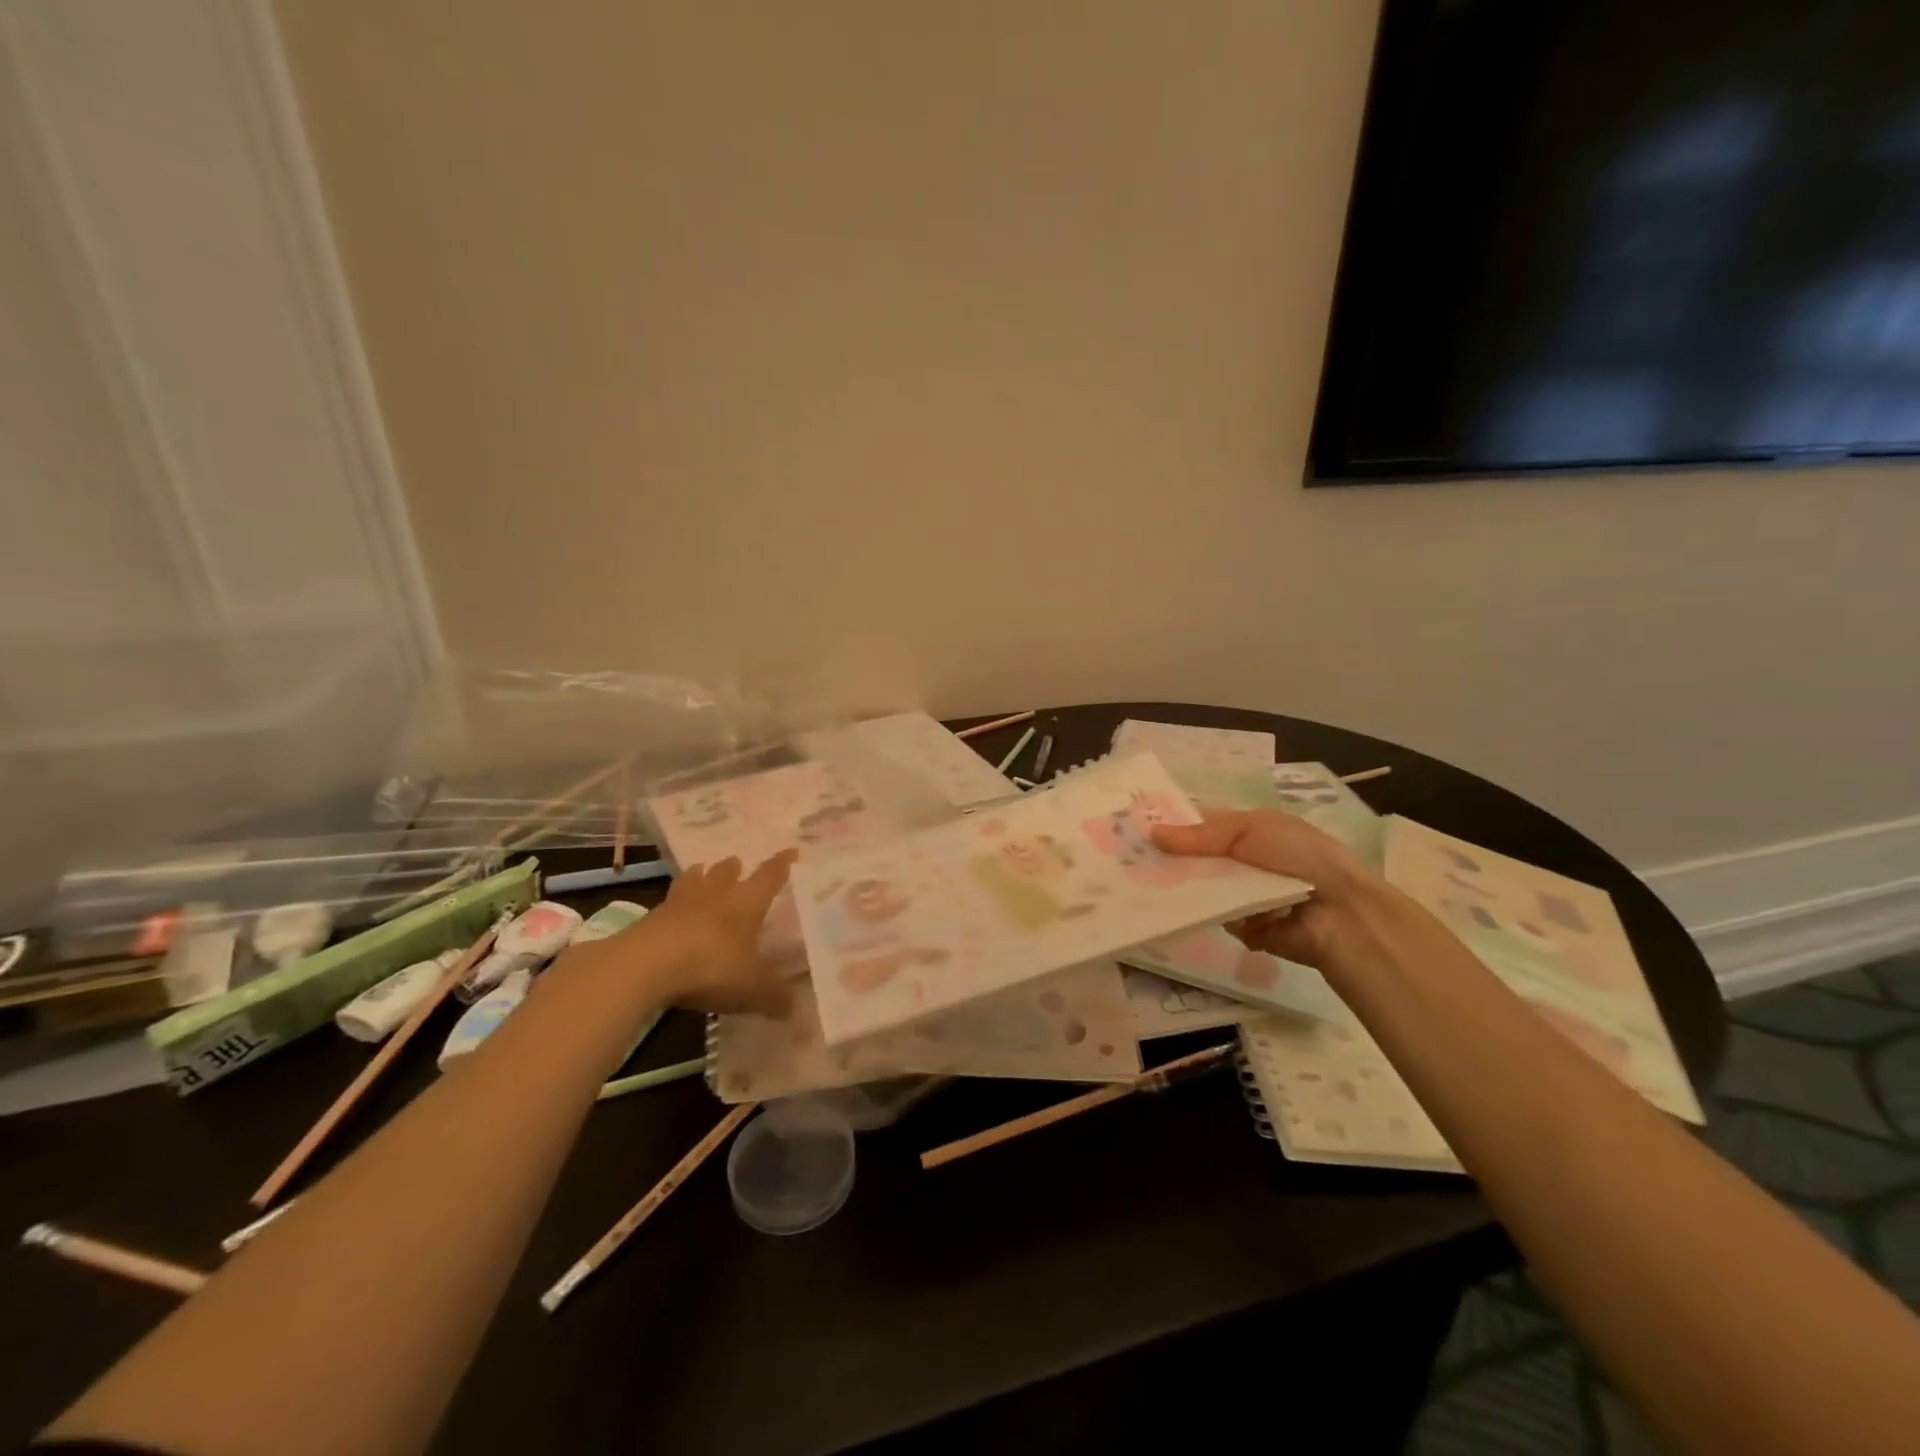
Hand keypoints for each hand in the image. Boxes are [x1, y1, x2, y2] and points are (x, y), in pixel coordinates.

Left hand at [622, 851, 797, 1014]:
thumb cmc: (712, 966)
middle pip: (726, 872)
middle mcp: (716, 894)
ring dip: (700, 876)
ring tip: (702, 874)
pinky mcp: (650, 918)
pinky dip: (675, 905)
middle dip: (734, 868)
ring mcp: (680, 903)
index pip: (770, 876)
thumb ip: (774, 996)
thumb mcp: (752, 988)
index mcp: (747, 902)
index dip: (782, 864)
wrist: (645, 965)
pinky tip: (674, 914)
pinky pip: (668, 904)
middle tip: (737, 865)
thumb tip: (792, 1008)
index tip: (791, 851)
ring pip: (694, 880)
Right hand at [1151, 809, 1404, 974]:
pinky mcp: (1244, 927)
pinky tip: (1197, 913)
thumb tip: (1152, 833)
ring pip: (1200, 891)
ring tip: (1152, 889)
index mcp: (1244, 832)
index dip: (1170, 828)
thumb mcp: (1251, 830)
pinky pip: (1215, 918)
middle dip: (1170, 862)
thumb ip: (1201, 835)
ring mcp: (1241, 896)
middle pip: (1194, 860)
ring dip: (1187, 891)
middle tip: (1132, 864)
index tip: (1136, 832)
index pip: (1198, 827)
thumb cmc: (1299, 857)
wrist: (1341, 912)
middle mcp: (1240, 862)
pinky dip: (1213, 916)